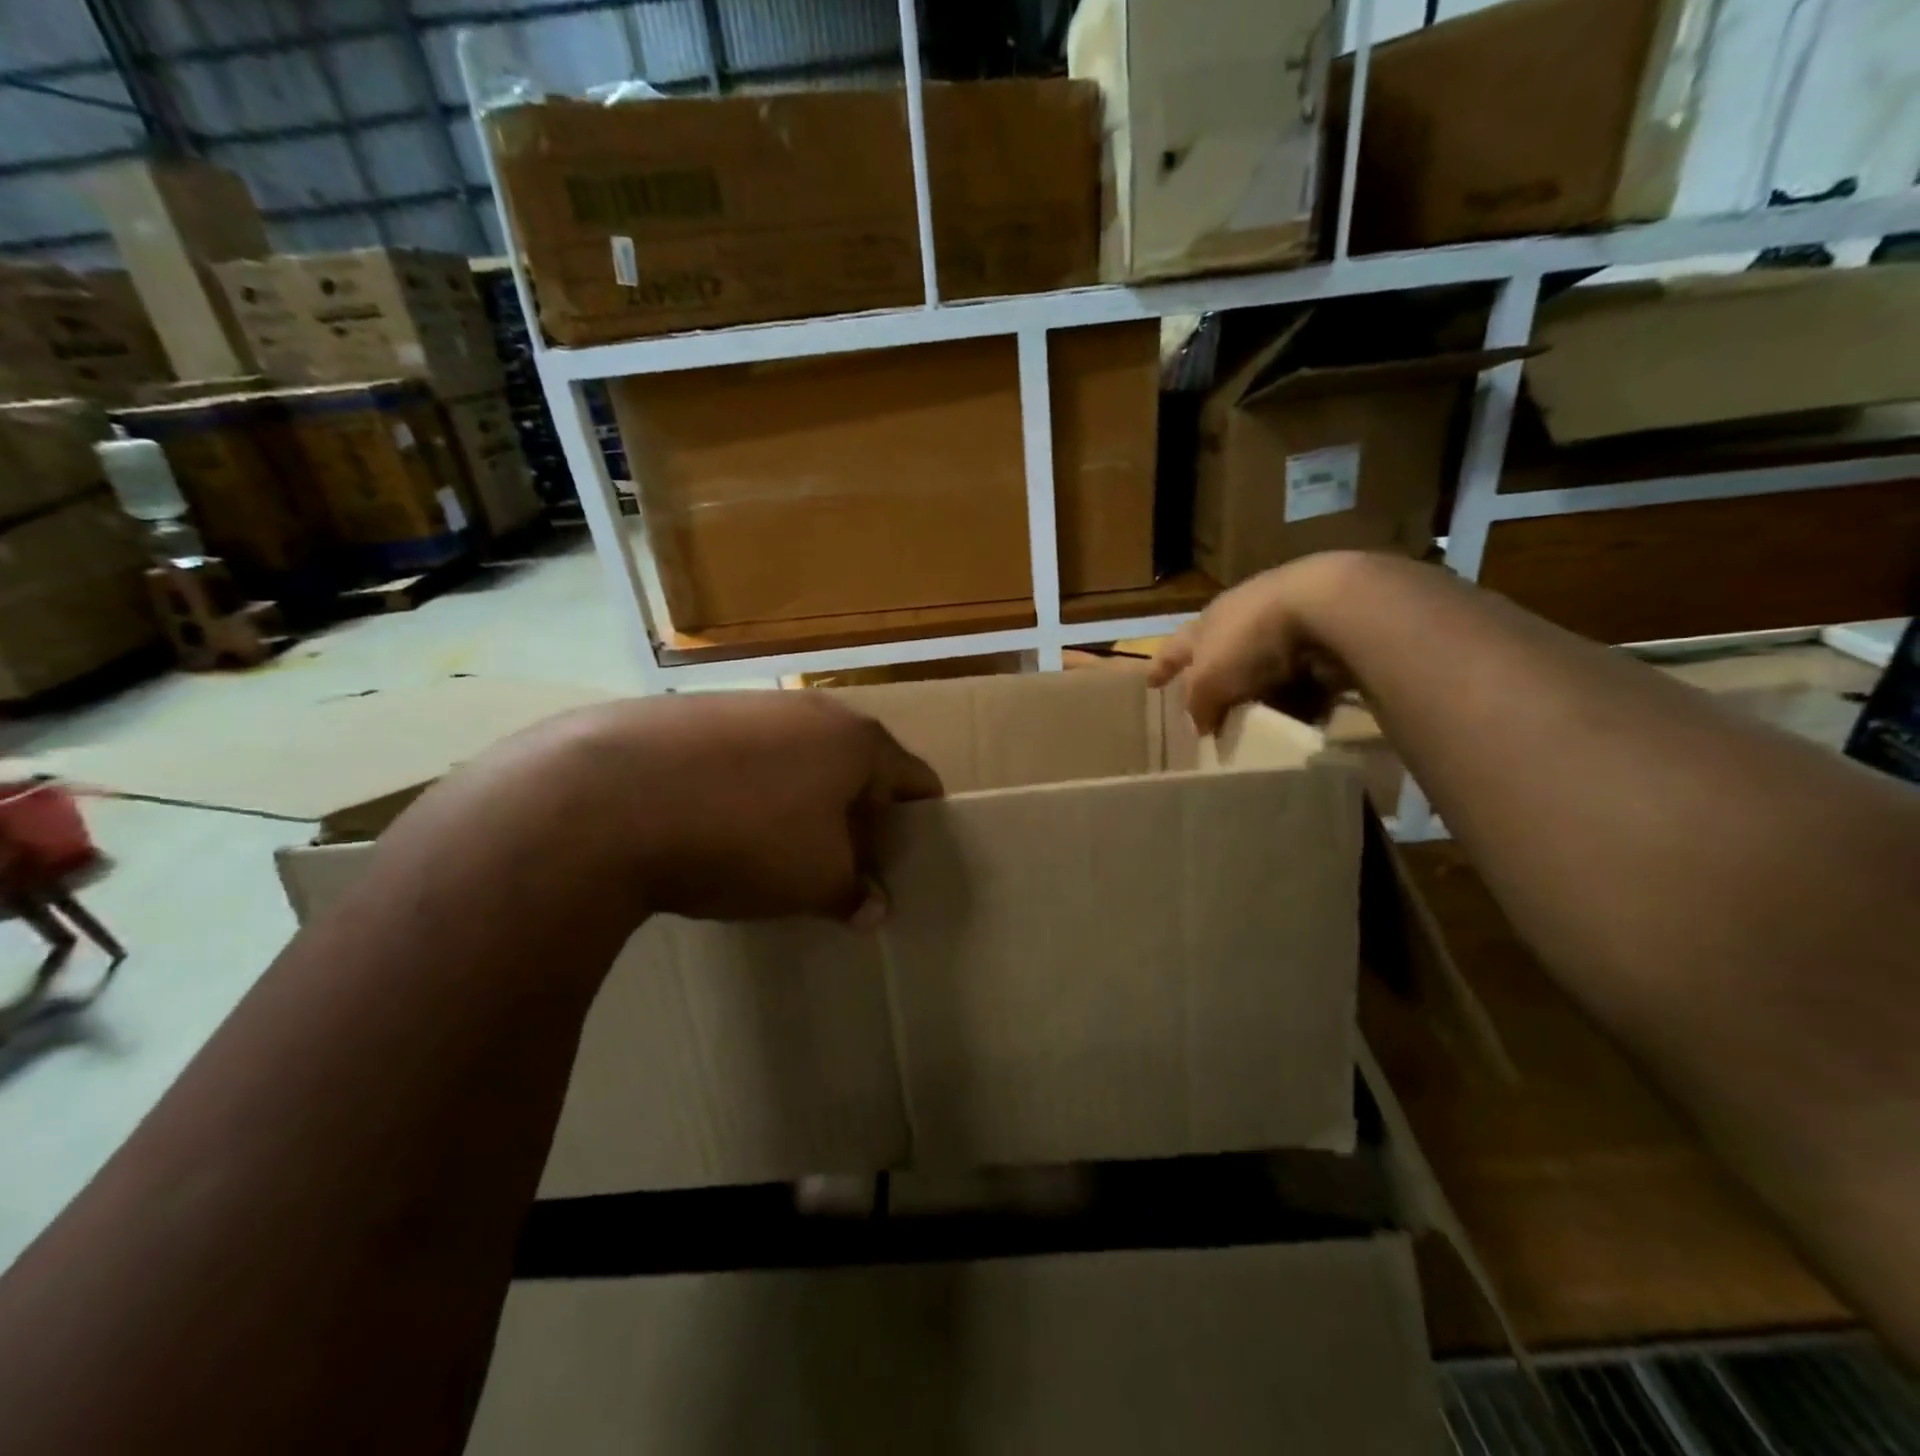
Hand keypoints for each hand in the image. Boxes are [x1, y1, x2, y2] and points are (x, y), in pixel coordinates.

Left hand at [501, 691, 943, 926]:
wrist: (607, 797)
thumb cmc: (744, 836)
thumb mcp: (813, 880)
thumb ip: (853, 892)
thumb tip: (873, 908)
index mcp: (856, 742)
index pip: (915, 779)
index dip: (919, 821)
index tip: (910, 860)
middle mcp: (811, 711)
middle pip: (855, 765)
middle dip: (857, 813)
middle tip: (846, 862)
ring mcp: (748, 705)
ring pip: (796, 757)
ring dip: (800, 800)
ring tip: (777, 848)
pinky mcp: (692, 714)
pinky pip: (743, 756)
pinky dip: (748, 788)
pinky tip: (717, 824)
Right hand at [1149, 554, 1360, 734]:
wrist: (1324, 605)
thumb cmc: (1249, 640)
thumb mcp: (1209, 681)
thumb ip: (1200, 706)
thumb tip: (1202, 727)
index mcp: (1205, 624)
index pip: (1173, 648)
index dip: (1161, 667)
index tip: (1150, 684)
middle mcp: (1240, 620)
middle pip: (1218, 653)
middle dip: (1214, 678)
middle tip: (1210, 707)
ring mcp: (1282, 626)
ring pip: (1260, 665)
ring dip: (1258, 690)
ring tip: (1258, 722)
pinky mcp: (1320, 637)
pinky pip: (1301, 676)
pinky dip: (1298, 696)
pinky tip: (1300, 717)